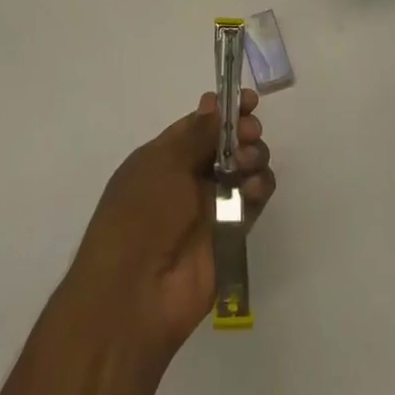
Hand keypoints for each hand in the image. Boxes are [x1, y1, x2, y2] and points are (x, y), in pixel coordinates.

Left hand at [64, 89, 275, 363]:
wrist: (135, 294)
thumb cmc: (139, 215)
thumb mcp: (162, 164)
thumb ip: (197, 134)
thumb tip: (214, 104)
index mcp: (164, 156)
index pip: (199, 124)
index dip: (224, 110)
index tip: (248, 101)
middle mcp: (188, 177)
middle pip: (227, 143)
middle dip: (243, 131)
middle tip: (250, 132)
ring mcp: (211, 206)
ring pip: (245, 168)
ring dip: (253, 156)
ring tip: (248, 161)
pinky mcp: (232, 233)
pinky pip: (253, 200)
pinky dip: (259, 187)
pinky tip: (252, 189)